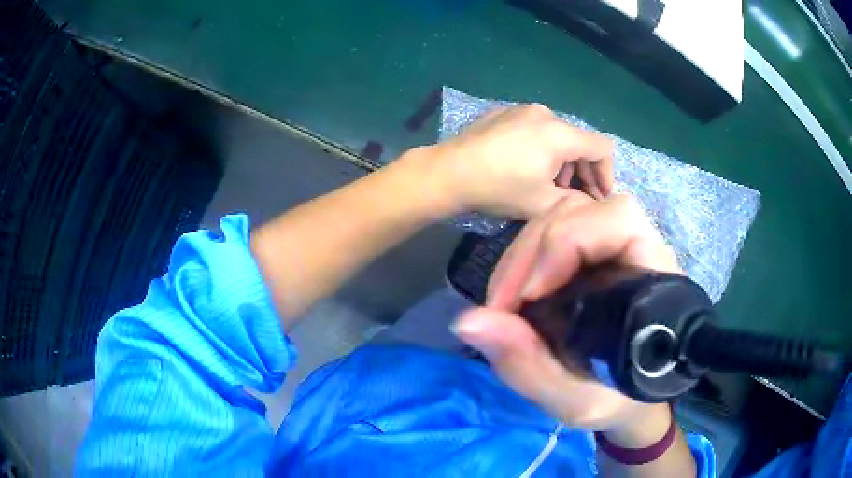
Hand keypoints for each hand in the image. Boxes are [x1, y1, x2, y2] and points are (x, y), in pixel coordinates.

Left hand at [427, 104, 613, 218]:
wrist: (448, 172)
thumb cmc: (499, 188)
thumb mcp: (543, 204)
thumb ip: (577, 203)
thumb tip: (592, 204)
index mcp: (560, 133)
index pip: (603, 148)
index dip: (607, 174)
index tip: (598, 197)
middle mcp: (546, 113)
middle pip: (580, 141)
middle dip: (583, 171)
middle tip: (574, 197)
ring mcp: (523, 109)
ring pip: (558, 135)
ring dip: (562, 161)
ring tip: (548, 186)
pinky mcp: (505, 112)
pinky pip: (536, 128)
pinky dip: (543, 148)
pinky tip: (527, 167)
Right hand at [452, 194, 680, 443]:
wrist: (630, 402)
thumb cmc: (618, 403)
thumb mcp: (576, 402)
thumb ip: (530, 367)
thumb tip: (468, 321)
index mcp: (655, 280)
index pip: (619, 220)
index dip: (568, 242)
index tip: (530, 298)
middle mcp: (638, 252)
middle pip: (578, 212)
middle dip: (528, 254)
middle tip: (500, 308)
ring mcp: (611, 251)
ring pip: (560, 218)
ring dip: (520, 258)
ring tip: (502, 306)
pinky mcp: (590, 259)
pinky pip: (551, 237)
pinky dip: (521, 264)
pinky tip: (512, 299)